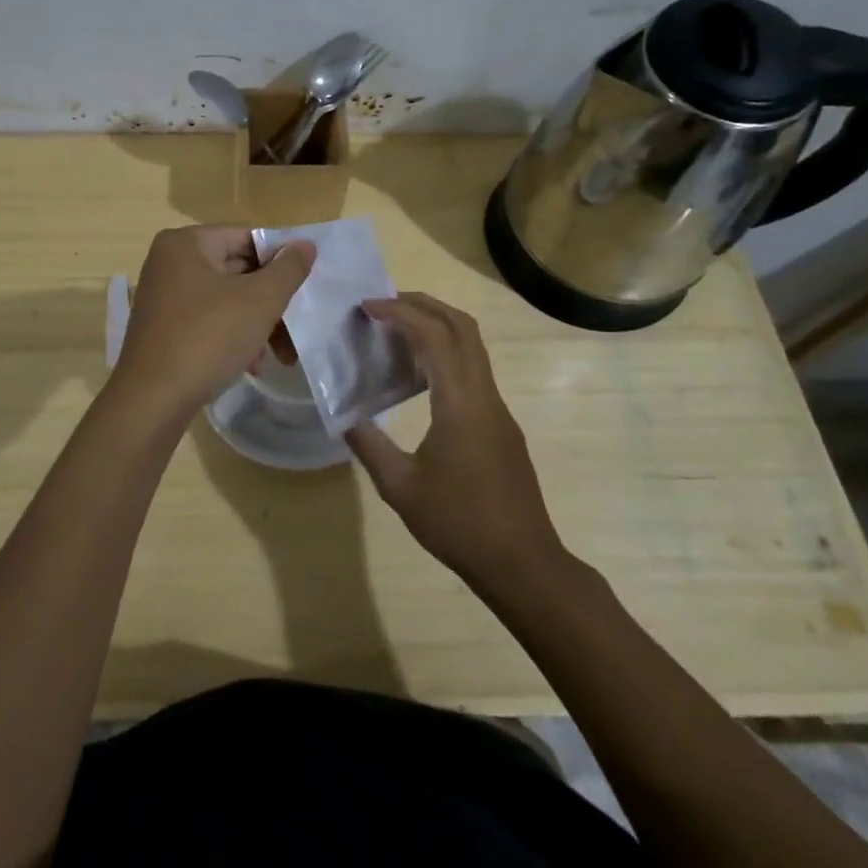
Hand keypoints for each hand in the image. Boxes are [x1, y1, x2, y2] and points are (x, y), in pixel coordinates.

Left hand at [111, 226, 315, 420]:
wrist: (152, 400)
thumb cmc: (208, 338)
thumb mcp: (260, 301)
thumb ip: (288, 269)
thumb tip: (305, 244)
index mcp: (187, 243)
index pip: (247, 237)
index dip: (281, 260)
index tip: (304, 287)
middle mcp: (169, 261)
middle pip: (237, 269)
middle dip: (270, 302)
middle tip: (296, 327)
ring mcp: (163, 295)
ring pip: (225, 299)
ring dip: (256, 324)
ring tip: (279, 356)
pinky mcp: (162, 327)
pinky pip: (207, 320)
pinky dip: (232, 336)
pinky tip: (250, 365)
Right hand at [346, 293, 567, 592]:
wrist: (522, 563)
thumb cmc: (459, 523)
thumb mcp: (400, 487)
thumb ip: (369, 445)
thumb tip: (346, 417)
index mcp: (460, 403)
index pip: (434, 335)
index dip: (400, 312)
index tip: (367, 307)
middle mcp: (484, 395)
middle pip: (462, 327)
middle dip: (424, 304)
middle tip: (384, 304)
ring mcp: (498, 409)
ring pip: (473, 346)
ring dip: (437, 326)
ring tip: (396, 331)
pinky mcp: (501, 425)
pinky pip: (474, 370)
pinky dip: (446, 353)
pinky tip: (420, 376)